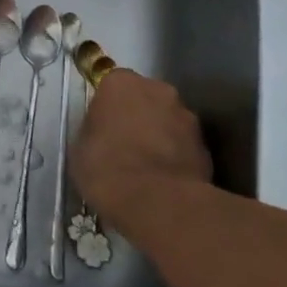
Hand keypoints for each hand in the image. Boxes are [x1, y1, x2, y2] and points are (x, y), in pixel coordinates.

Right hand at [70, 70, 211, 238]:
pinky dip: (176, 158)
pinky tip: (164, 181)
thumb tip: (104, 133)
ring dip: (160, 136)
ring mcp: (187, 117)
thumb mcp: (81, 146)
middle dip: (138, 116)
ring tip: (147, 168)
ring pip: (168, 121)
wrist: (158, 203)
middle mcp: (158, 90)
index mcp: (121, 83)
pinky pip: (184, 146)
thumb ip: (94, 129)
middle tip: (125, 145)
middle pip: (145, 98)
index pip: (112, 84)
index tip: (102, 126)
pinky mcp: (206, 147)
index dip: (108, 106)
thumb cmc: (106, 168)